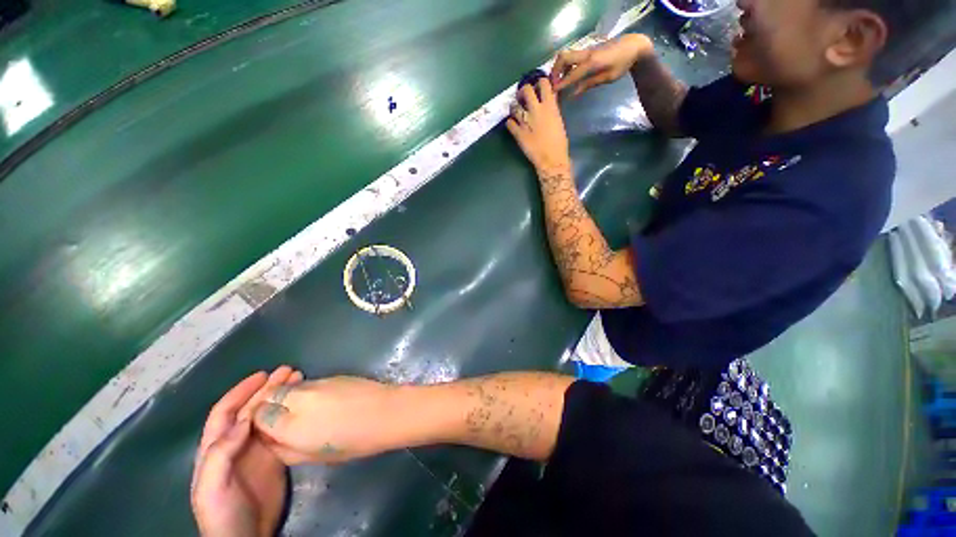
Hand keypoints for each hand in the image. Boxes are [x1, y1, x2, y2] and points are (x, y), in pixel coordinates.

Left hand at [191, 366, 302, 536]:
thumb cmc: (222, 513)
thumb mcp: (211, 487)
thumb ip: (220, 454)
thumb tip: (242, 421)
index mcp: (215, 447)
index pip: (226, 412)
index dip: (241, 391)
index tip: (263, 375)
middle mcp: (236, 443)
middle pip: (251, 409)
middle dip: (268, 388)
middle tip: (290, 371)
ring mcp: (257, 450)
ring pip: (268, 416)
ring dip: (281, 397)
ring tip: (300, 380)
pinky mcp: (275, 457)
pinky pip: (282, 429)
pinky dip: (291, 414)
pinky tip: (302, 406)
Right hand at [253, 376, 397, 464]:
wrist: (386, 411)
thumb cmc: (354, 441)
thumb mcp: (315, 456)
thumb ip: (284, 449)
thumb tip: (269, 440)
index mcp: (290, 425)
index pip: (258, 415)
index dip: (260, 422)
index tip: (268, 428)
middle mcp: (299, 399)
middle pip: (271, 395)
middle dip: (270, 405)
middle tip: (283, 417)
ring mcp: (317, 383)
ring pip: (289, 387)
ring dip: (288, 396)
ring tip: (302, 409)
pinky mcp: (332, 375)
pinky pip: (308, 383)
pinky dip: (305, 391)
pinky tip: (320, 401)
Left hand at [507, 78, 570, 175]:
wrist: (551, 160)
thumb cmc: (559, 142)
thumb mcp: (558, 120)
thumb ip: (552, 108)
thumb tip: (549, 99)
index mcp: (549, 106)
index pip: (543, 83)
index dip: (539, 83)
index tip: (538, 87)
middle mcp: (535, 110)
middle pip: (525, 90)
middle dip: (523, 91)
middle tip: (523, 97)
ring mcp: (524, 121)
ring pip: (514, 106)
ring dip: (515, 107)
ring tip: (516, 111)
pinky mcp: (517, 133)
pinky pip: (509, 123)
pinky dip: (510, 122)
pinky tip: (513, 125)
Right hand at [551, 34, 653, 96]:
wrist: (632, 45)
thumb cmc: (622, 64)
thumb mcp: (608, 77)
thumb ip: (589, 84)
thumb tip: (573, 93)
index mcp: (592, 62)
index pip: (572, 74)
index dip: (562, 83)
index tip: (552, 92)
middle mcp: (586, 54)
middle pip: (563, 58)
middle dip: (555, 71)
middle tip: (553, 84)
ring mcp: (586, 50)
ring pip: (565, 55)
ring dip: (558, 67)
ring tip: (558, 81)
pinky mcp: (587, 50)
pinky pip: (571, 56)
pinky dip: (565, 65)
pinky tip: (567, 75)